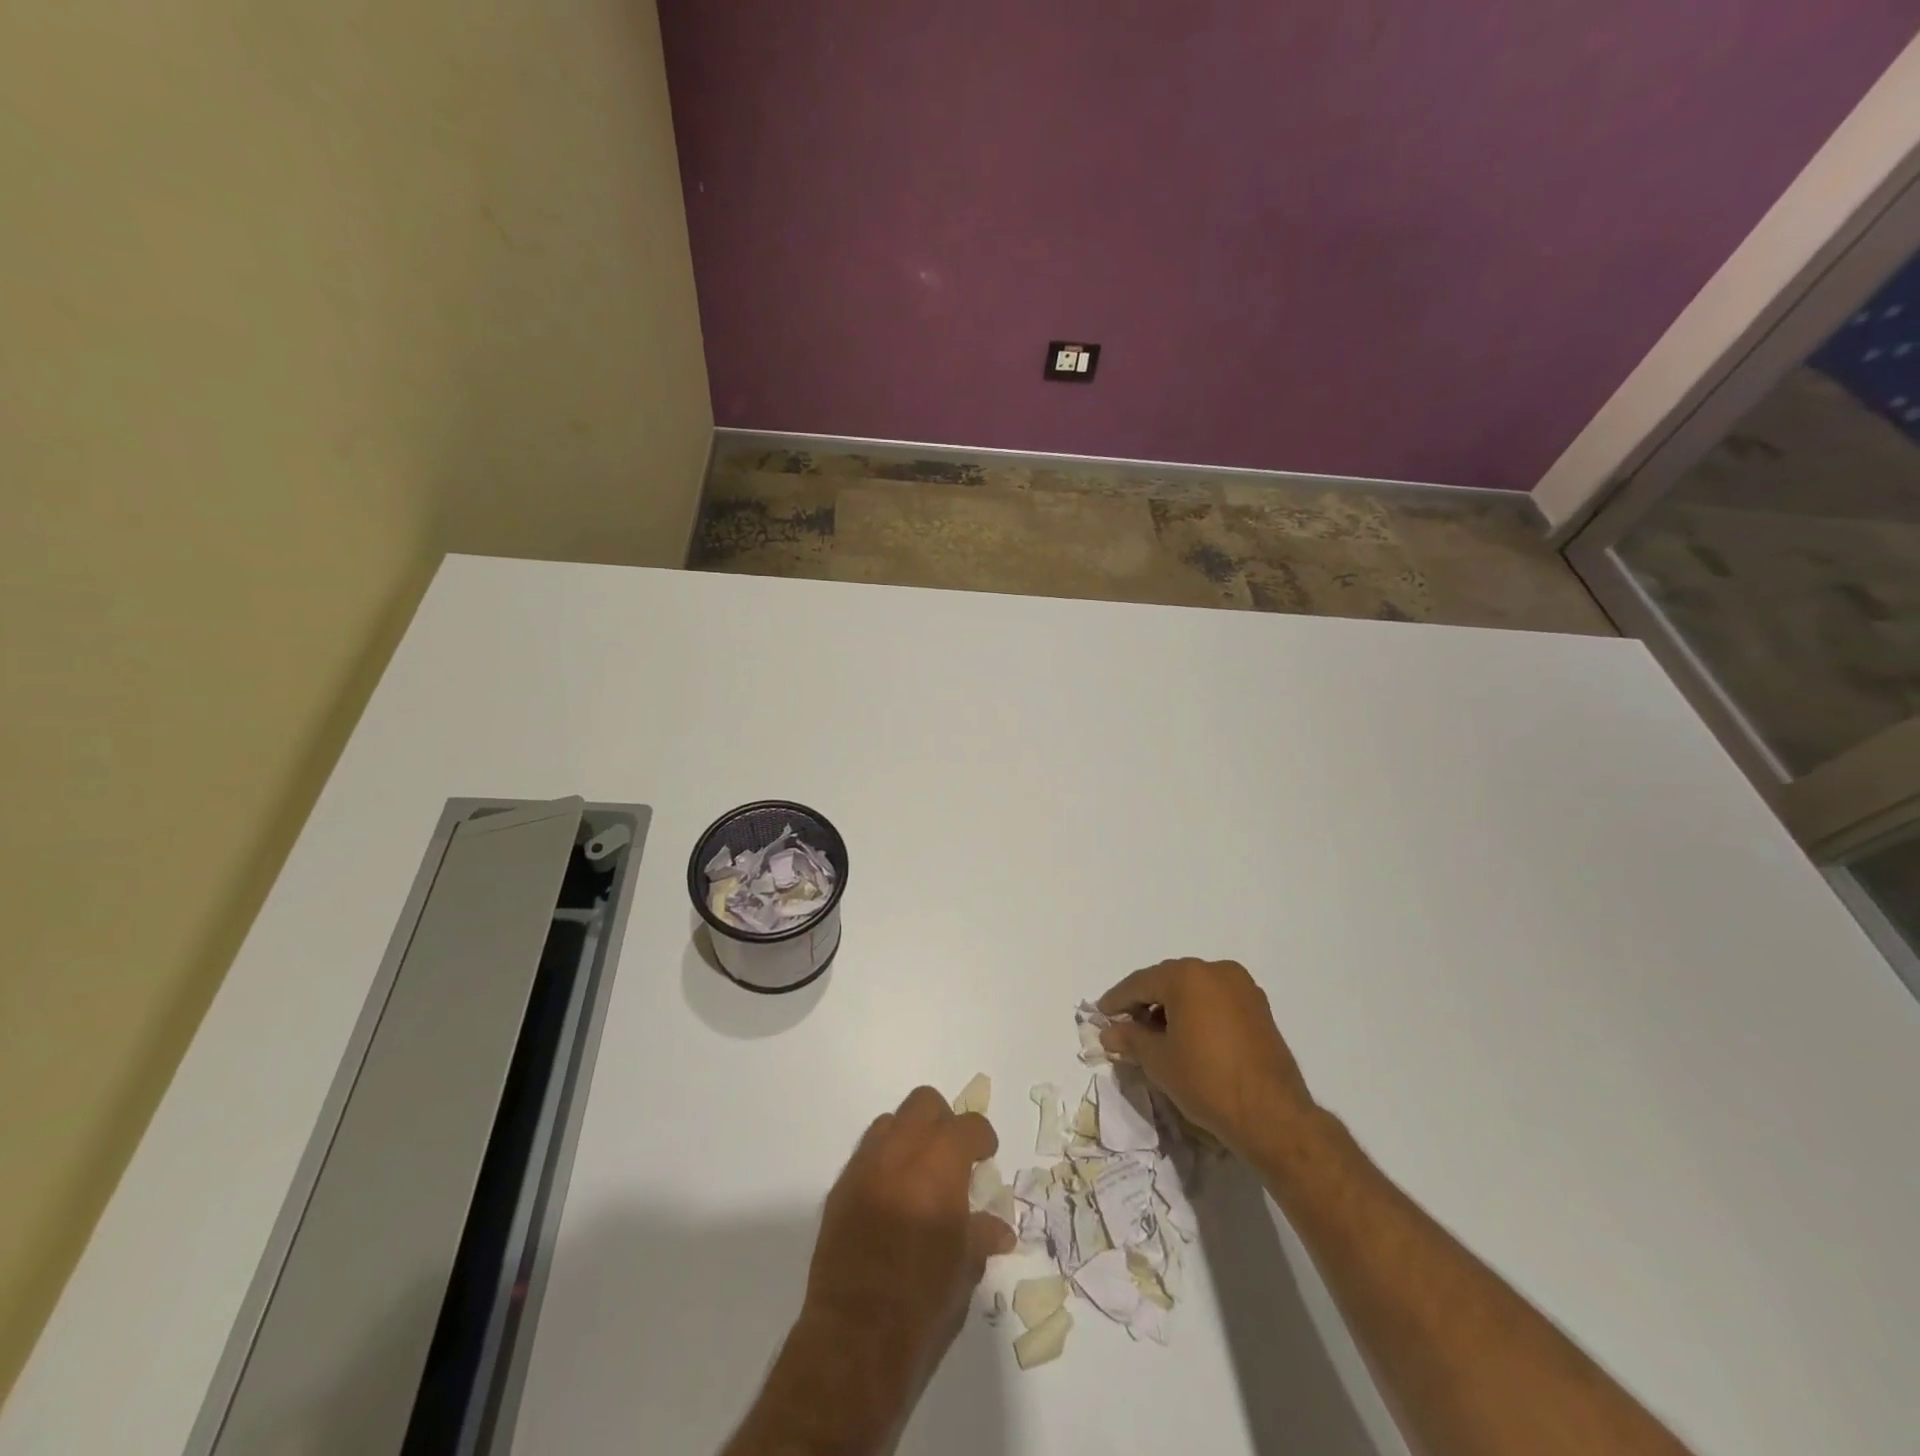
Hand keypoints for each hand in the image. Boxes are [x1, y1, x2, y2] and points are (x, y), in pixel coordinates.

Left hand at [802, 1086, 1014, 1392]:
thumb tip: (999, 1228)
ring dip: (910, 1137)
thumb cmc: (923, 1307)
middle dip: (943, 1122)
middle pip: (924, 1104)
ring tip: (919, 1175)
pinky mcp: (839, 1190)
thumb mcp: (965, 1271)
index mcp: (939, 1167)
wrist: (853, 1342)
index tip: (986, 1156)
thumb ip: (981, 1235)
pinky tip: (891, 1199)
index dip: (982, 1138)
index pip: (967, 1126)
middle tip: (953, 1157)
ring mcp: (864, 1168)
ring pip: (890, 1122)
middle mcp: (899, 1154)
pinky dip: (884, 1163)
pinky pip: (866, 1154)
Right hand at [1098, 957, 1316, 1157]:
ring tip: (1156, 1036)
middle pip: (1168, 981)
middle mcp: (1216, 970)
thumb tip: (1109, 1031)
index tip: (1101, 1016)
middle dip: (1145, 1003)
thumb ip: (1130, 1039)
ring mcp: (1242, 987)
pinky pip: (1216, 1001)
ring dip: (1172, 1007)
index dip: (1117, 1001)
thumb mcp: (1158, 1061)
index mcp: (1187, 975)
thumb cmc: (1206, 1081)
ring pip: (1194, 990)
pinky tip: (1187, 1037)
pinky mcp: (1259, 1008)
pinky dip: (1197, 1013)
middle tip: (1126, 1026)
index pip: (1141, 983)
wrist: (1272, 1115)